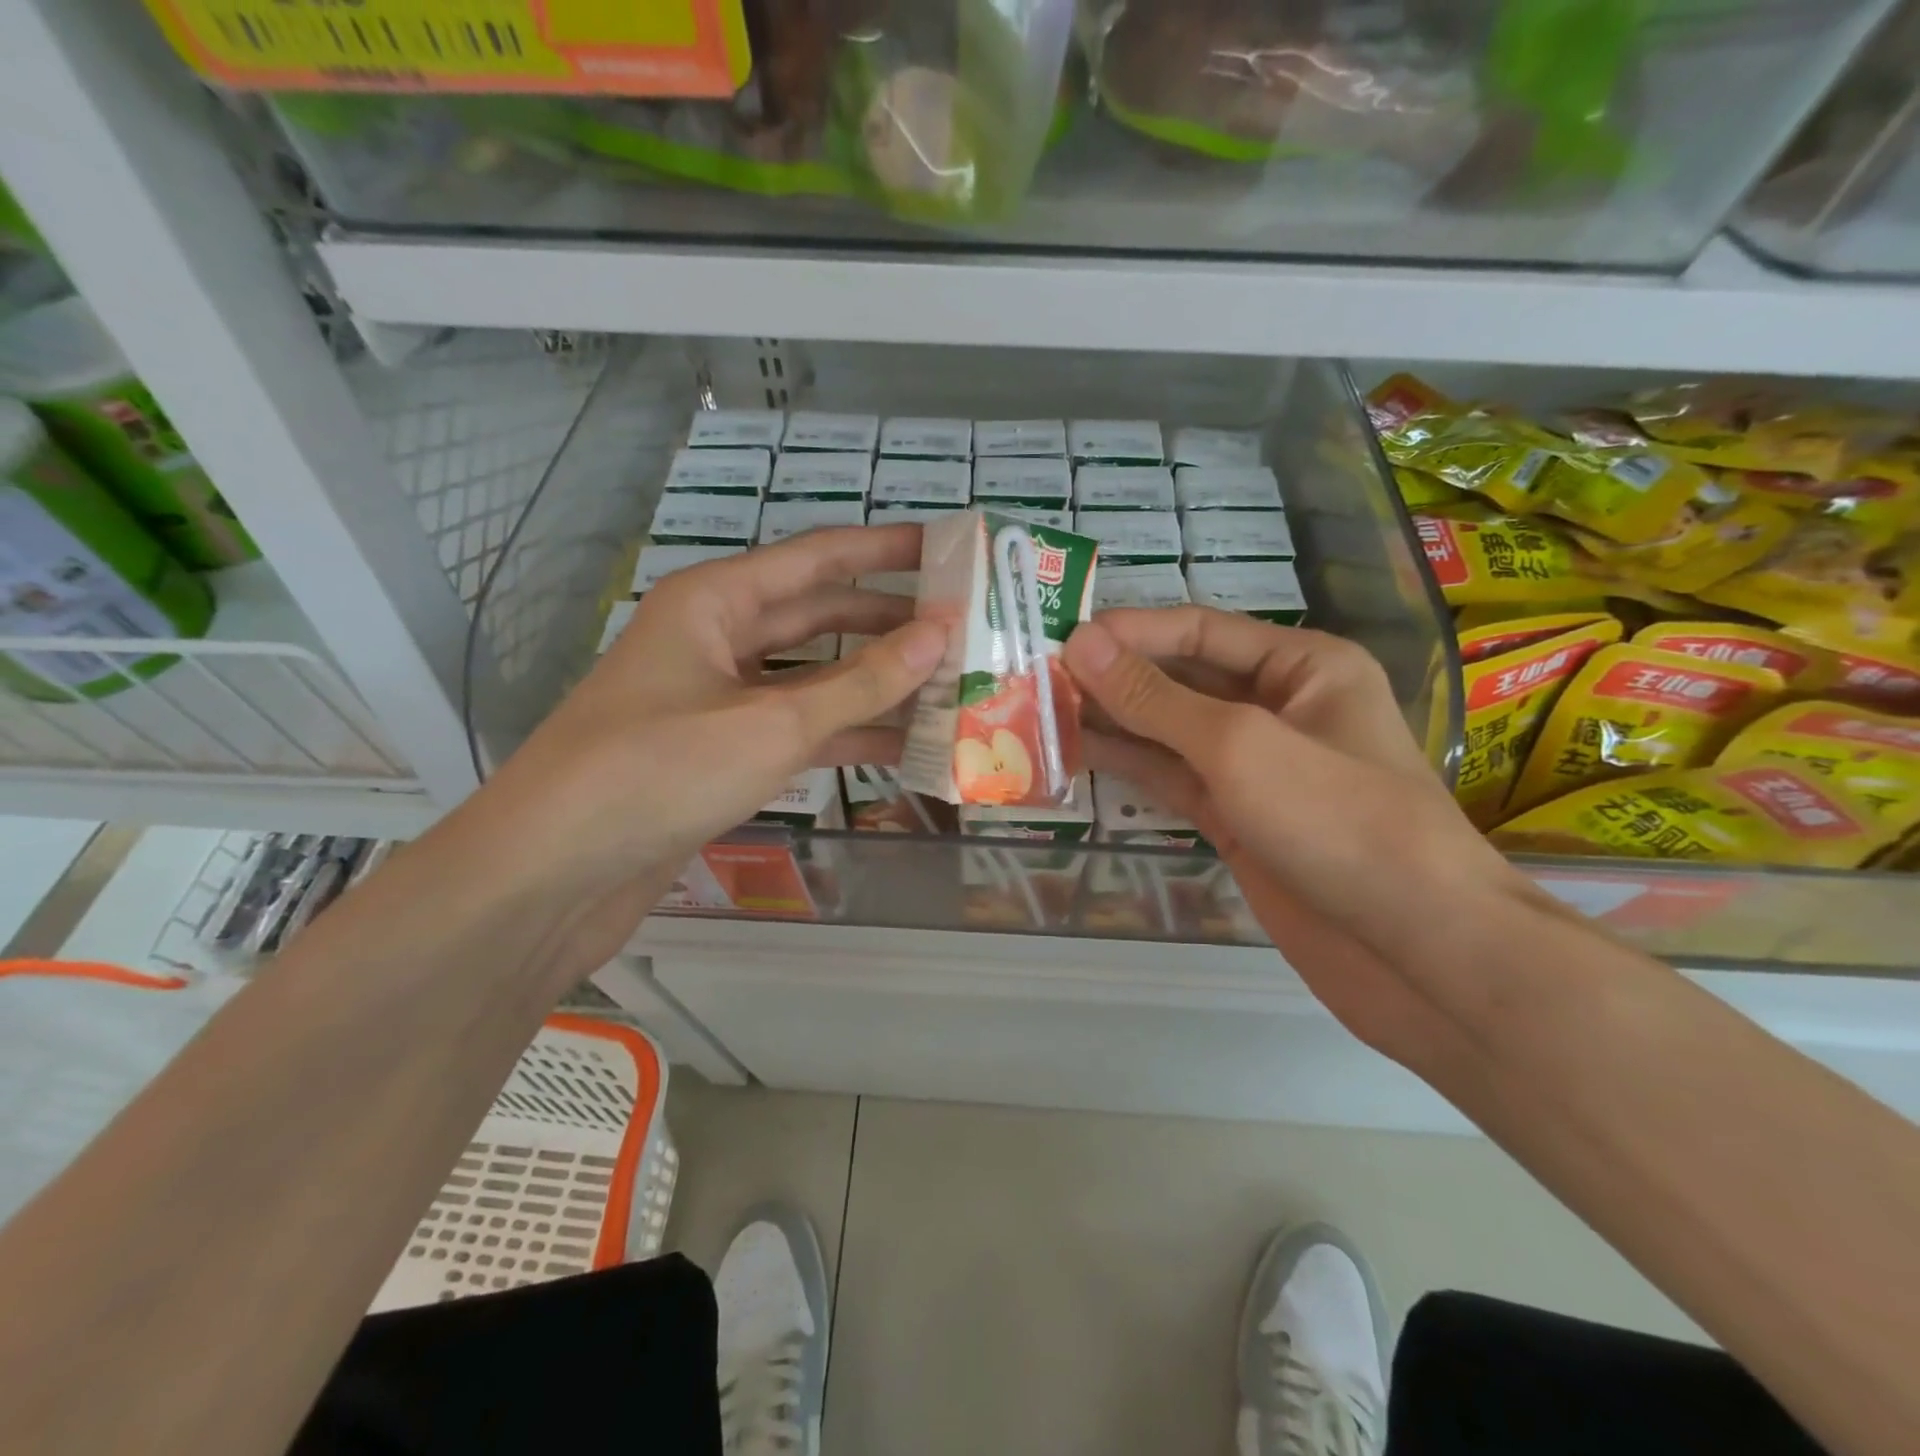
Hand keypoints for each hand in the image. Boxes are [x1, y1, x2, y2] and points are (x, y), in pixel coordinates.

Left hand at [450, 525, 943, 974]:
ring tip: (949, 688)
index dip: (886, 548)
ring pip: (813, 678)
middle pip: (820, 617)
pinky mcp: (721, 752)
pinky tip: (902, 747)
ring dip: (875, 685)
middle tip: (964, 630)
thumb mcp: (772, 723)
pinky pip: (797, 728)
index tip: (949, 547)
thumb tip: (940, 635)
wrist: (555, 872)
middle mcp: (717, 639)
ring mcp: (719, 699)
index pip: (818, 557)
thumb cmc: (658, 772)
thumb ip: (862, 682)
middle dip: (890, 622)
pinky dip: (845, 735)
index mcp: (716, 602)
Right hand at [1064, 608, 1526, 1060]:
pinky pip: (1174, 779)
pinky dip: (1131, 766)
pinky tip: (1079, 754)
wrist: (1416, 950)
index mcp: (1302, 666)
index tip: (1062, 638)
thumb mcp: (1239, 744)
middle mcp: (1279, 707)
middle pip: (1182, 678)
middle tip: (1040, 675)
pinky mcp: (1238, 819)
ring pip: (1171, 732)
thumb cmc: (1338, 820)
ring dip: (1114, 720)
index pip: (1200, 629)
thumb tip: (1081, 643)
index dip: (1131, 631)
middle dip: (1116, 676)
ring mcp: (1256, 768)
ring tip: (1043, 711)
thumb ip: (1155, 696)